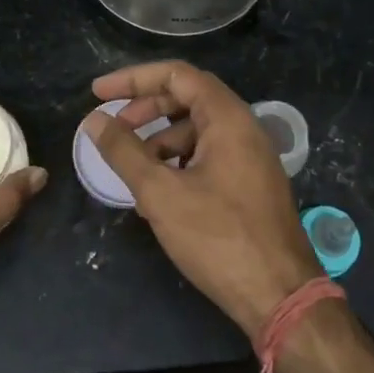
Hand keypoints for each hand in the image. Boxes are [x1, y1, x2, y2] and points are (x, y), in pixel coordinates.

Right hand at [85, 62, 321, 337]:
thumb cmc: (219, 238)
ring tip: (132, 169)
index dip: (133, 79)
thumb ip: (124, 152)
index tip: (98, 94)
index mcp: (227, 118)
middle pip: (187, 99)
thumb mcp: (161, 193)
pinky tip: (158, 194)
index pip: (176, 75)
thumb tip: (93, 121)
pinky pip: (208, 156)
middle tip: (113, 128)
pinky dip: (178, 163)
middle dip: (145, 109)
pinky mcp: (250, 184)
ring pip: (196, 131)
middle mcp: (243, 128)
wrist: (281, 297)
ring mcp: (250, 157)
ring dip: (159, 140)